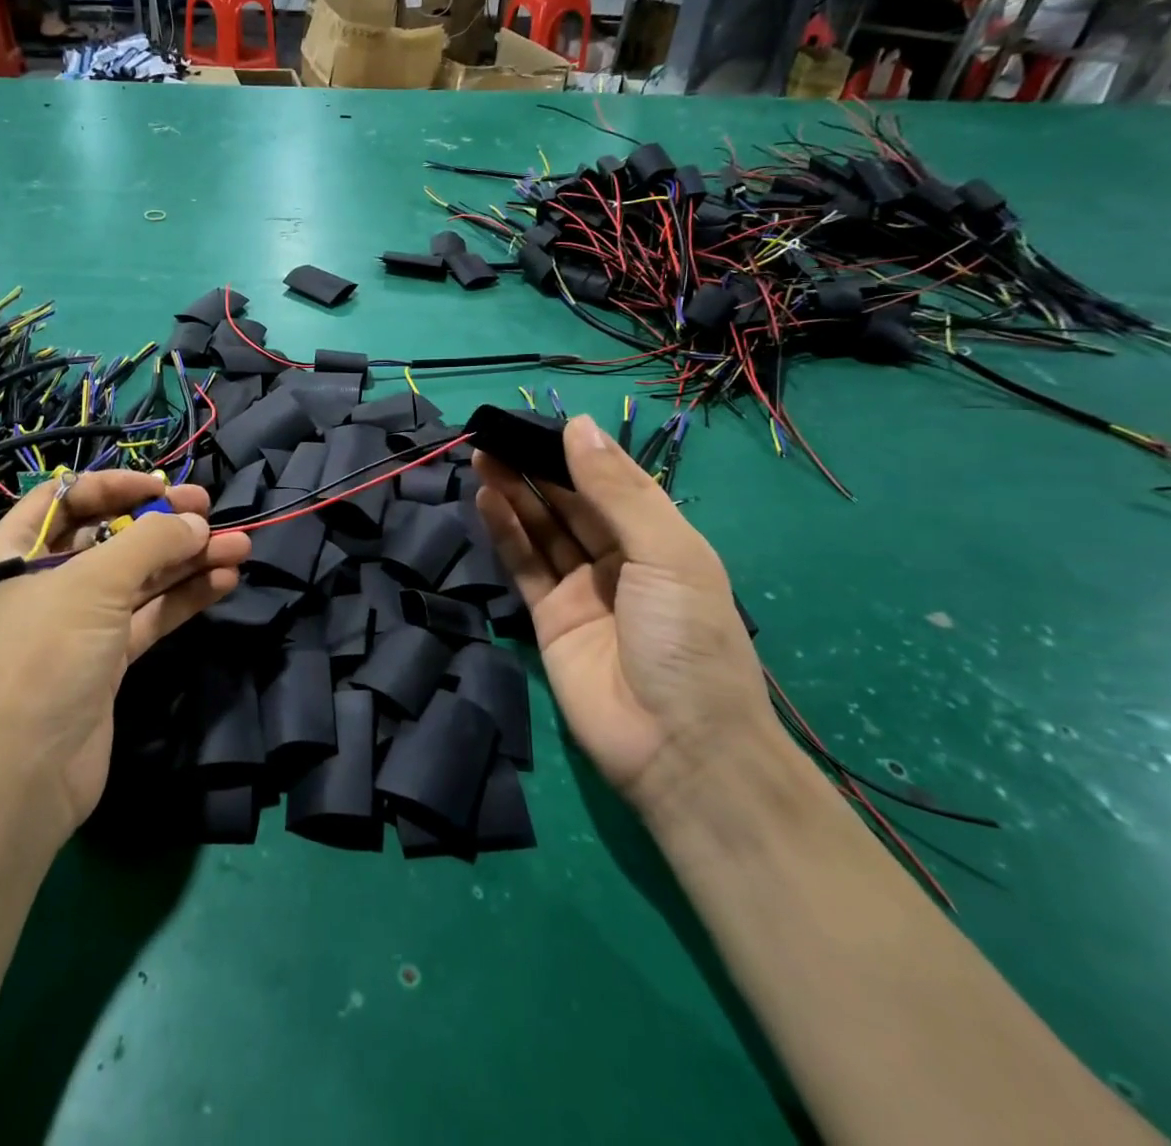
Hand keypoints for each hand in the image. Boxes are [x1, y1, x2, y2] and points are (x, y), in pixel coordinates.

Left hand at [0, 472, 250, 846]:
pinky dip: (183, 598)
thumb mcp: (89, 585)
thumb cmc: (38, 659)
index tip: (162, 487)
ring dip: (185, 561)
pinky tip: (222, 582)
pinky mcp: (103, 664)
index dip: (114, 486)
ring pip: (136, 579)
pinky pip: (147, 618)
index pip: (65, 499)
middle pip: (108, 538)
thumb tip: (196, 523)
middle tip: (210, 511)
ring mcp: (73, 627)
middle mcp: (39, 585)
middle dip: (161, 524)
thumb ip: (149, 544)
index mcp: (10, 554)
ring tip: (239, 546)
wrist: (16, 784)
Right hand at [473, 414, 771, 810]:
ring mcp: (582, 591)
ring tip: (483, 456)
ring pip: (542, 530)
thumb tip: (579, 425)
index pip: (610, 481)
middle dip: (536, 468)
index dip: (574, 451)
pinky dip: (505, 532)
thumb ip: (617, 491)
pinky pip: (524, 566)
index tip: (536, 420)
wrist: (678, 748)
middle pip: (570, 503)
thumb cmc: (687, 639)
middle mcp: (619, 559)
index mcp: (660, 539)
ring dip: (515, 493)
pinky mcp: (549, 620)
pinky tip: (487, 499)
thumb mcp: (667, 554)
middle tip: (496, 435)